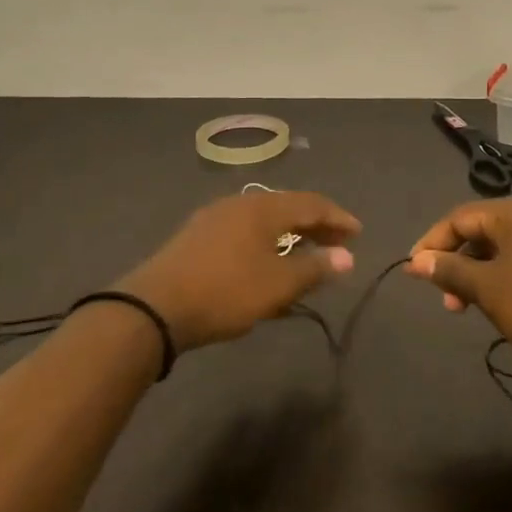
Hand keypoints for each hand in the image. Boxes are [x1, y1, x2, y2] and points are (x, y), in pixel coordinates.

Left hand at [127, 191, 360, 351]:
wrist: (154, 308)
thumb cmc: (225, 292)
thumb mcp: (277, 285)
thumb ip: (315, 268)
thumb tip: (347, 256)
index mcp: (263, 208)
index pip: (311, 204)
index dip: (338, 218)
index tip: (358, 234)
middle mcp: (240, 203)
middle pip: (288, 208)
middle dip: (315, 226)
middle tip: (337, 245)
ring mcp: (215, 217)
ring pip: (264, 221)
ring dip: (290, 236)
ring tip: (305, 256)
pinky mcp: (197, 236)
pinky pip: (244, 232)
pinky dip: (266, 243)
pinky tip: (266, 264)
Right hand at [407, 195, 511, 381]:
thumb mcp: (487, 289)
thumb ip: (450, 271)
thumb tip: (417, 262)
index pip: (460, 217)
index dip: (433, 243)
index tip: (414, 271)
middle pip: (483, 230)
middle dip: (457, 263)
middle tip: (445, 299)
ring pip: (504, 247)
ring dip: (479, 273)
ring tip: (468, 307)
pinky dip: (504, 275)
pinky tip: (499, 303)